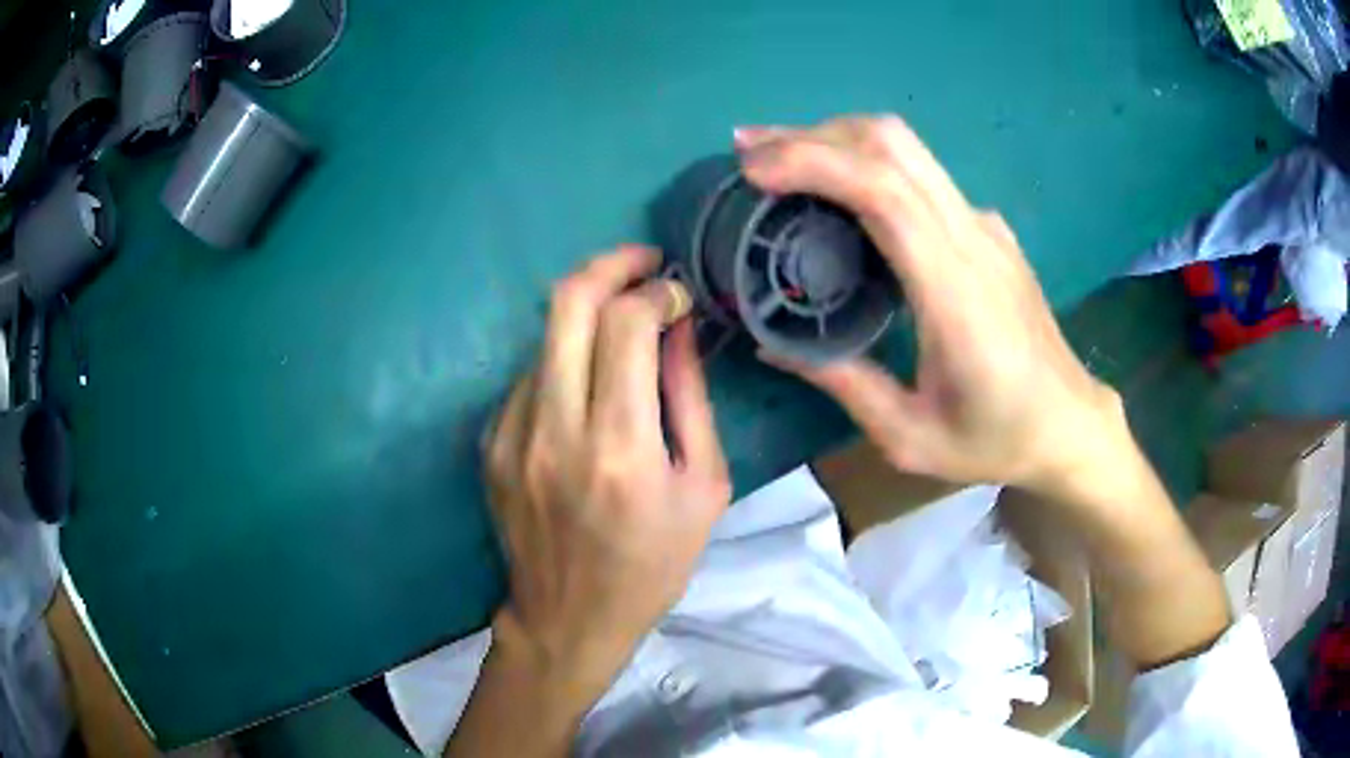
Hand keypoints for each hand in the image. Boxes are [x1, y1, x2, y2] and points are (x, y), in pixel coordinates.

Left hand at [483, 245, 730, 704]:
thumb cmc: (652, 564)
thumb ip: (691, 398)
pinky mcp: (491, 442)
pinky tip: (586, 388)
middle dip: (610, 264)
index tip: (677, 295)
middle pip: (568, 302)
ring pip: (546, 334)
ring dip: (588, 317)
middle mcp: (556, 430)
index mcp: (621, 448)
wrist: (569, 618)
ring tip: (621, 330)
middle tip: (642, 263)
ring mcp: (512, 433)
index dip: (657, 291)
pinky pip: (530, 375)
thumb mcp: (703, 487)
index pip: (627, 324)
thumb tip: (681, 326)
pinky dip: (564, 362)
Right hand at [735, 117, 1126, 497]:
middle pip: (893, 145)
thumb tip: (769, 344)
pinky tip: (838, 192)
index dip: (816, 163)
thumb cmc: (997, 438)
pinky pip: (921, 174)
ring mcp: (985, 227)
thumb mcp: (911, 436)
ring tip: (779, 160)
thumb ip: (842, 383)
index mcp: (956, 291)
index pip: (886, 193)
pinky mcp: (987, 229)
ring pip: (907, 148)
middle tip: (750, 151)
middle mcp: (973, 238)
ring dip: (838, 140)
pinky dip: (867, 163)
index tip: (754, 169)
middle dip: (813, 135)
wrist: (1069, 422)